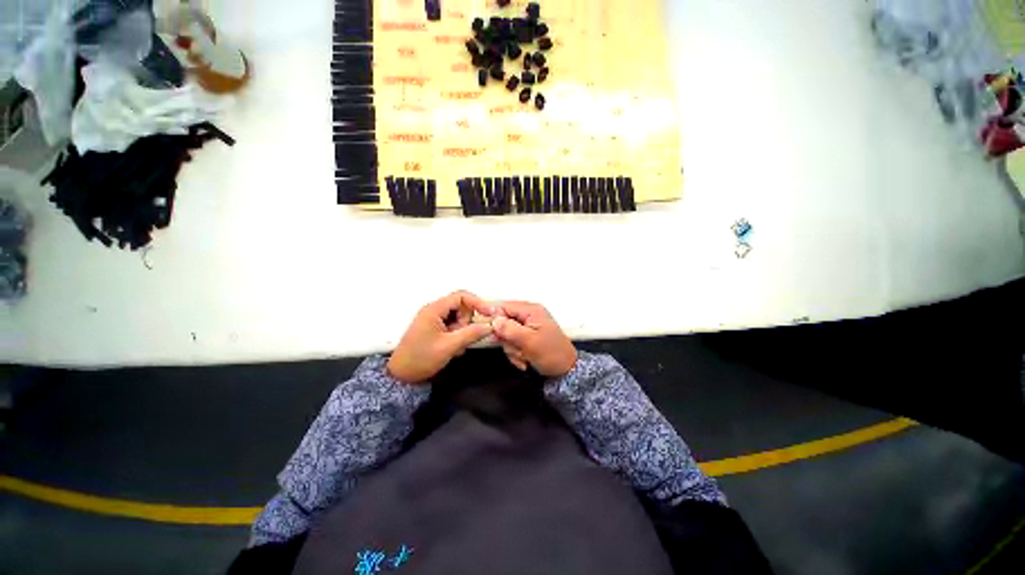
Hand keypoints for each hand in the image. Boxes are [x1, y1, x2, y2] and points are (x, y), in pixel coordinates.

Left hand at [388, 291, 495, 383]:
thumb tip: (490, 326)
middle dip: (467, 321)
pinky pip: (452, 325)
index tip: (489, 314)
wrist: (400, 376)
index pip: (461, 296)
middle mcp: (434, 310)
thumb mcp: (449, 346)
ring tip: (456, 346)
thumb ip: (471, 334)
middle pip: (461, 306)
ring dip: (462, 330)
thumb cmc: (422, 358)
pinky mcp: (434, 328)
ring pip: (458, 317)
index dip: (477, 303)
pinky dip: (457, 335)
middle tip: (464, 337)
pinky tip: (453, 348)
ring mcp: (433, 319)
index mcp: (435, 309)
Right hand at [492, 301, 577, 377]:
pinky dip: (516, 354)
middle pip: (504, 323)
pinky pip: (513, 343)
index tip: (493, 333)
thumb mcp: (529, 341)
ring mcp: (528, 327)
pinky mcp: (527, 338)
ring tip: (524, 357)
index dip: (495, 319)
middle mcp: (529, 315)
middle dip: (508, 340)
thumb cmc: (551, 354)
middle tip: (517, 350)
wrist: (566, 371)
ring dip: (512, 349)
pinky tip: (525, 360)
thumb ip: (510, 329)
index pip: (505, 307)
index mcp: (531, 310)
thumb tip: (494, 320)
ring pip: (507, 336)